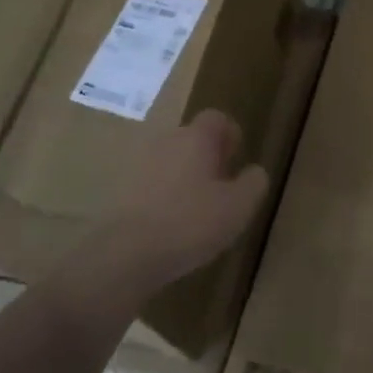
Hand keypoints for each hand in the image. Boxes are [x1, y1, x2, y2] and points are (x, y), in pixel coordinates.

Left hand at [101, 109, 268, 299]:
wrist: (124, 254)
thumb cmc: (189, 223)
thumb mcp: (238, 208)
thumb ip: (253, 184)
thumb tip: (255, 171)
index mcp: (196, 138)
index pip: (216, 118)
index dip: (229, 134)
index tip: (236, 157)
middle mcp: (165, 141)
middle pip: (190, 139)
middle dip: (206, 157)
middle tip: (219, 187)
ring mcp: (136, 164)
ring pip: (168, 161)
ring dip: (182, 176)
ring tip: (194, 209)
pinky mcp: (117, 190)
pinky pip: (148, 183)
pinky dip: (161, 195)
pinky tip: (168, 224)